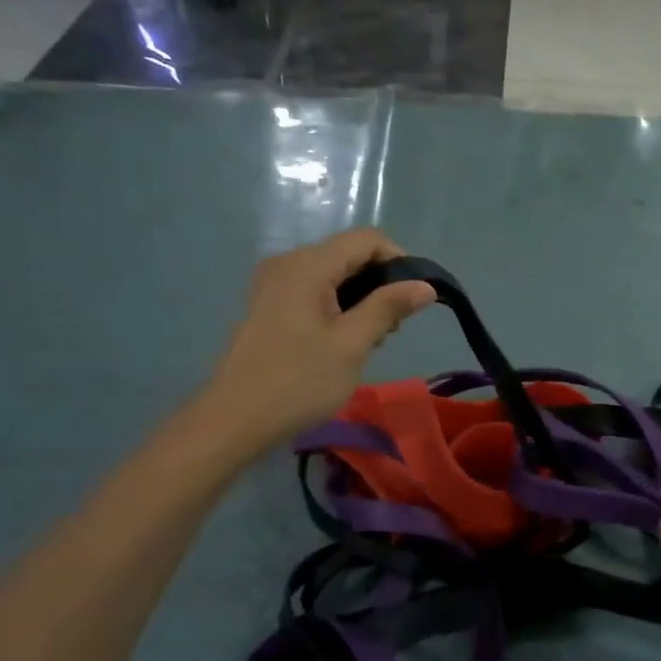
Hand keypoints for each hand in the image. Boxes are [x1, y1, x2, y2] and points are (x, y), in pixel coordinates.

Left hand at [206, 229, 435, 452]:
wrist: (234, 420)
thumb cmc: (298, 381)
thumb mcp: (352, 344)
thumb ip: (388, 308)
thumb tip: (426, 285)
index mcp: (307, 265)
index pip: (366, 240)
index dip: (398, 260)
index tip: (414, 299)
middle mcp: (288, 263)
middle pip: (348, 255)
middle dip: (380, 283)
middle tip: (393, 328)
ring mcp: (273, 285)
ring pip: (332, 275)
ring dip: (360, 298)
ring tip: (371, 340)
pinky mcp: (268, 306)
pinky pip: (313, 292)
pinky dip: (337, 307)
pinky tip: (343, 342)